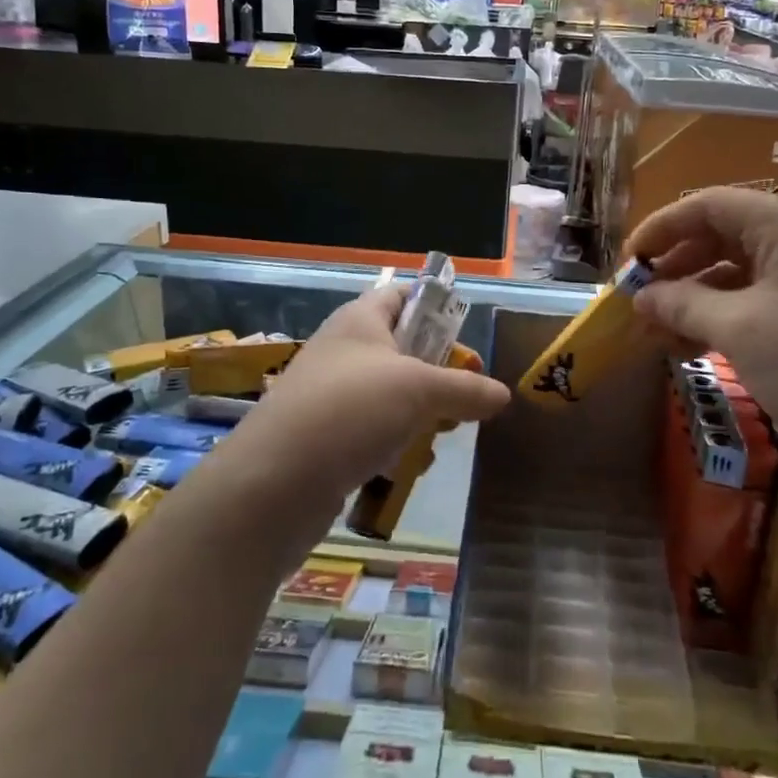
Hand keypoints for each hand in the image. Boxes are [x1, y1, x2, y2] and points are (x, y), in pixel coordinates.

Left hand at [219, 286, 509, 525]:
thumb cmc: (352, 411)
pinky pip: (371, 430)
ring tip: (443, 434)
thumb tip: (502, 394)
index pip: (402, 295)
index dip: (436, 307)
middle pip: (401, 348)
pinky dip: (394, 444)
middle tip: (467, 394)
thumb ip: (466, 388)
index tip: (466, 336)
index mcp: (359, 320)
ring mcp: (330, 395)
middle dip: (438, 371)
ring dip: (420, 413)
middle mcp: (342, 351)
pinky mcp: (325, 437)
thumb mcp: (420, 390)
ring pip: (390, 394)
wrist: (275, 483)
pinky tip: (409, 466)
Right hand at [625, 188, 777, 499]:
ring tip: (658, 332)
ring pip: (737, 269)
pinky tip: (692, 345)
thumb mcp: (740, 330)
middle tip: (639, 301)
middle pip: (721, 234)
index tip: (626, 265)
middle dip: (675, 266)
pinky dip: (722, 315)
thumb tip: (641, 296)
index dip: (660, 229)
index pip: (707, 205)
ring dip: (694, 296)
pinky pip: (757, 296)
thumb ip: (682, 304)